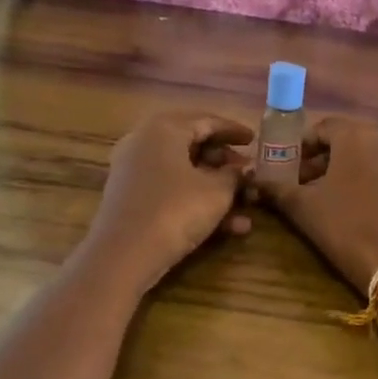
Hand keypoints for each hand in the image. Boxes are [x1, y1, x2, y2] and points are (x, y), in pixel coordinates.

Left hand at [83, 111, 253, 289]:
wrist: (122, 257)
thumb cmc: (175, 211)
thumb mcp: (216, 192)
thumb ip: (235, 175)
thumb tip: (247, 168)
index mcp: (164, 128)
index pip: (207, 121)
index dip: (234, 130)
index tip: (255, 140)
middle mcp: (145, 142)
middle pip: (194, 145)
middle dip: (226, 163)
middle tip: (249, 174)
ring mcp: (134, 171)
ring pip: (184, 172)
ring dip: (217, 188)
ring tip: (247, 205)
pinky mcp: (131, 199)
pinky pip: (171, 191)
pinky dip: (197, 202)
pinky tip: (229, 227)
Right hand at [255, 116, 377, 294]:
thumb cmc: (346, 226)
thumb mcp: (304, 208)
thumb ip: (278, 189)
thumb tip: (256, 182)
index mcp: (356, 136)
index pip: (322, 128)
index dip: (302, 146)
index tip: (289, 168)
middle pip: (347, 140)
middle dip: (324, 159)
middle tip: (306, 184)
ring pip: (369, 156)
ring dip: (347, 170)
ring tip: (330, 197)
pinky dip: (371, 181)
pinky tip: (360, 208)